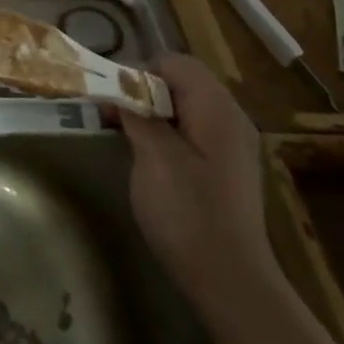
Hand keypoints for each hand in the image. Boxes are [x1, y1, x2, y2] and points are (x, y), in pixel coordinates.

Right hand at [116, 53, 279, 312]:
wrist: (229, 280)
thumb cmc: (188, 212)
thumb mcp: (153, 156)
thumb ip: (137, 113)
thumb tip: (121, 88)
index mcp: (217, 109)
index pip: (176, 63)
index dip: (140, 71)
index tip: (112, 98)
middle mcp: (230, 119)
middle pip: (181, 83)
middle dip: (142, 92)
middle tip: (112, 116)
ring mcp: (231, 146)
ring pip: (184, 108)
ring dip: (151, 114)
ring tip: (123, 136)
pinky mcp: (225, 169)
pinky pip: (191, 133)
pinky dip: (166, 134)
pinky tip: (148, 159)